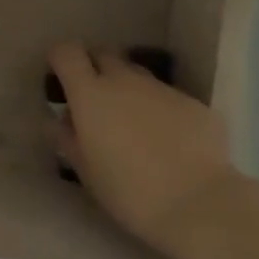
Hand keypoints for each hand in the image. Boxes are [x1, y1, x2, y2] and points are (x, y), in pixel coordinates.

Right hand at [47, 43, 243, 258]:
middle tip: (95, 101)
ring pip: (138, 75)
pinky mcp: (194, 103)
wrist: (199, 205)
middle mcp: (125, 80)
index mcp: (91, 94)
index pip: (67, 53)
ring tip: (134, 125)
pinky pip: (168, 98)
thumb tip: (63, 119)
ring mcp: (162, 89)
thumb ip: (69, 138)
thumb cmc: (129, 192)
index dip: (60, 59)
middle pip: (104, 54)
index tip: (59, 78)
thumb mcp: (86, 171)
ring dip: (129, 89)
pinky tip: (170, 143)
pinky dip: (161, 111)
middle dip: (95, 68)